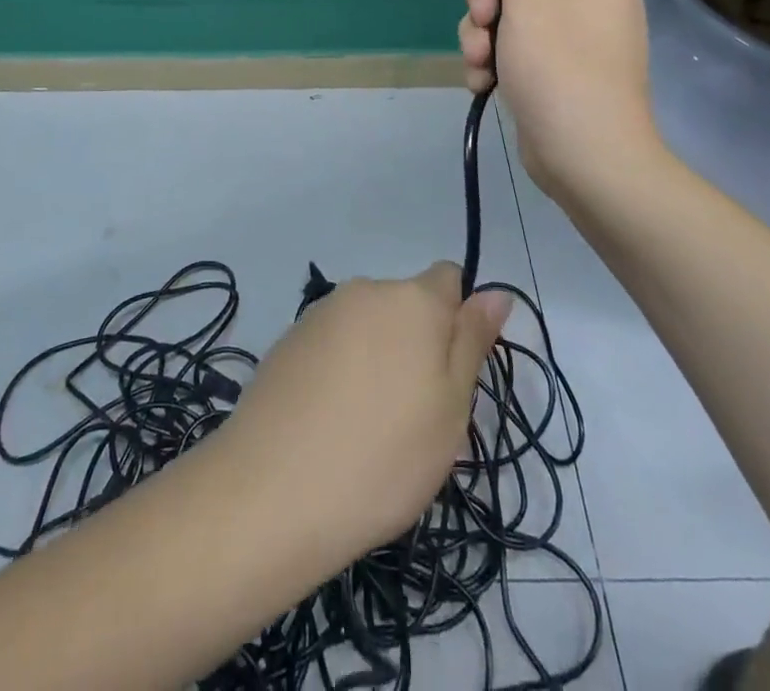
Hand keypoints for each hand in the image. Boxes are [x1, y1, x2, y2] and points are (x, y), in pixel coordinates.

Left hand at [213, 264, 508, 570]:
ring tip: (368, 426)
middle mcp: (365, 290)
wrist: (273, 491)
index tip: (452, 374)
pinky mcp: (287, 340)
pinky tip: (329, 423)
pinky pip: (332, 345)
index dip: (458, 319)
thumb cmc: (384, 455)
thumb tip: (495, 291)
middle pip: (407, 304)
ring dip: (378, 358)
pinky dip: (340, 371)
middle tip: (414, 415)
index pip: (449, 278)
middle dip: (417, 344)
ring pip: (368, 326)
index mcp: (412, 299)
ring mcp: (320, 313)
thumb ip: (472, 342)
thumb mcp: (450, 408)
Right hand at [458, 0, 662, 207]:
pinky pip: (514, 45)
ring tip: (480, 66)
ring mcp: (573, 33)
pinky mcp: (556, 67)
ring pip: (507, 12)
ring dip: (481, 36)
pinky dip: (494, 61)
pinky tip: (485, 84)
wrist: (588, 161)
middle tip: (484, 30)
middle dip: (486, 2)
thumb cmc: (560, 67)